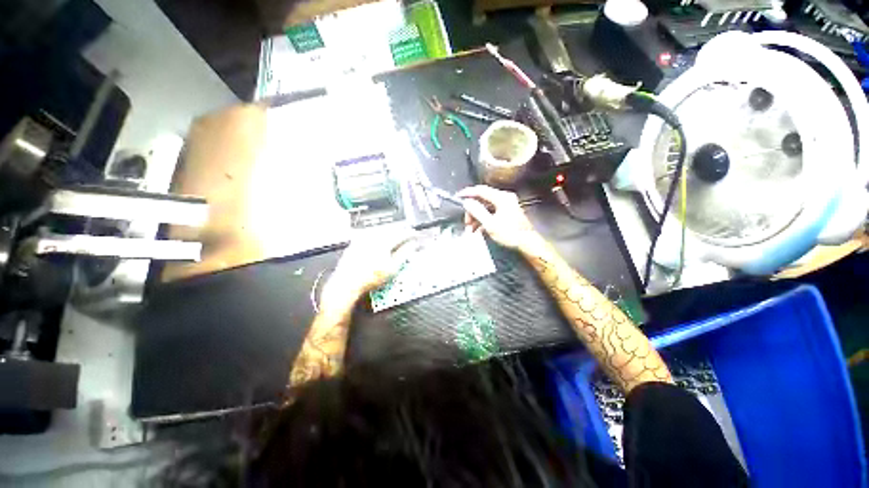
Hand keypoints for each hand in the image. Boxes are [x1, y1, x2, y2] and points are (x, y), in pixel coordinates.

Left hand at [323, 227, 415, 305]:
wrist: (347, 283)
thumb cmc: (371, 277)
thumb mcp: (392, 268)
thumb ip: (404, 254)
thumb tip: (412, 245)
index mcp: (383, 241)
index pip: (401, 234)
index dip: (410, 234)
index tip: (416, 235)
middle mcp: (372, 236)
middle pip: (390, 230)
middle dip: (400, 232)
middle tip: (407, 235)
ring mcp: (362, 239)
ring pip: (380, 231)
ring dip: (390, 233)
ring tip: (396, 237)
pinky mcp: (355, 243)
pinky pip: (370, 235)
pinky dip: (378, 237)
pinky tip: (379, 241)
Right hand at [457, 185, 538, 250]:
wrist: (527, 243)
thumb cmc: (510, 234)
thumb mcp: (490, 224)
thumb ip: (477, 211)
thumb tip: (467, 202)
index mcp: (501, 198)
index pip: (481, 190)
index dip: (468, 193)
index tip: (458, 197)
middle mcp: (504, 198)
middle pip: (482, 200)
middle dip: (472, 211)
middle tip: (466, 223)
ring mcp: (506, 205)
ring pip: (485, 207)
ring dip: (476, 218)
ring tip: (471, 230)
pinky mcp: (506, 212)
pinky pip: (491, 212)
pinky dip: (483, 220)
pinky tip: (478, 230)